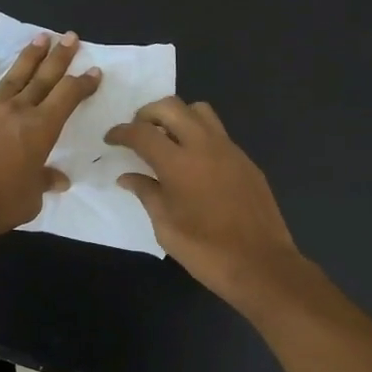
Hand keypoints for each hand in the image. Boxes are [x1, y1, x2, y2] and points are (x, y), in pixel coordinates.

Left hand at [0, 32, 100, 242]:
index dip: (82, 83)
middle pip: (43, 78)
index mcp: (41, 129)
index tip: (94, 71)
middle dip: (59, 57)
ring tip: (40, 38)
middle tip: (70, 37)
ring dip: (27, 57)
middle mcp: (17, 111)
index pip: (68, 97)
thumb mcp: (32, 198)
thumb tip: (59, 180)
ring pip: (12, 77)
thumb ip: (44, 182)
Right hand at [105, 97, 301, 305]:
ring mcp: (230, 150)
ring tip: (166, 140)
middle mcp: (205, 146)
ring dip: (177, 116)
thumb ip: (146, 193)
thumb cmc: (205, 250)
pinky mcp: (246, 161)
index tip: (111, 139)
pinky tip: (193, 162)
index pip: (142, 132)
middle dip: (147, 113)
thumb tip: (127, 177)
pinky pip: (218, 133)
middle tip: (137, 133)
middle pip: (171, 107)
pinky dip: (199, 135)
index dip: (121, 132)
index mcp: (179, 163)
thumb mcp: (165, 226)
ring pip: (199, 111)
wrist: (261, 264)